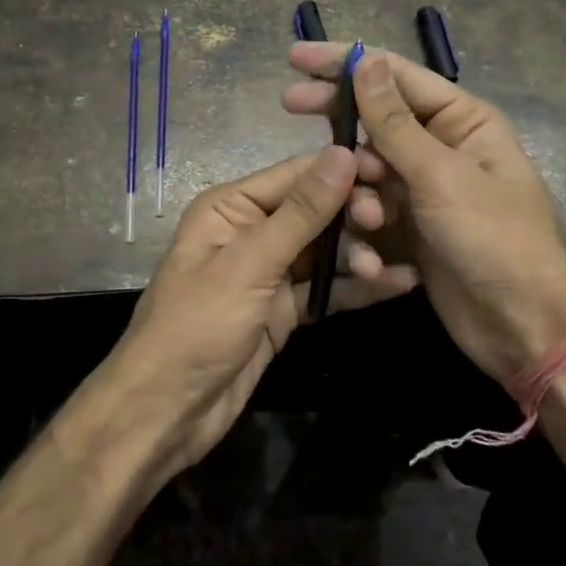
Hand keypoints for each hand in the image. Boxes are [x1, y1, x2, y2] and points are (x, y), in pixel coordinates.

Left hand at [97, 147, 418, 481]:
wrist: (168, 411)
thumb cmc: (197, 326)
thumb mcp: (249, 264)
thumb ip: (300, 212)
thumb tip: (342, 154)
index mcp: (230, 207)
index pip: (295, 174)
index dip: (342, 169)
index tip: (389, 171)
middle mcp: (251, 231)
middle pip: (315, 210)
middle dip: (352, 214)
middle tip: (384, 223)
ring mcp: (269, 273)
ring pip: (325, 250)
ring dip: (358, 254)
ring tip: (382, 270)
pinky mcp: (283, 310)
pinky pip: (327, 289)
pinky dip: (357, 287)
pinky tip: (398, 284)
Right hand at [284, 43, 565, 380]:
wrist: (523, 325)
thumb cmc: (495, 238)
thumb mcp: (441, 176)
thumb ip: (395, 123)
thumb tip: (365, 61)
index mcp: (462, 120)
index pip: (396, 75)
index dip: (346, 62)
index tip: (297, 57)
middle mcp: (442, 146)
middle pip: (377, 117)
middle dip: (337, 115)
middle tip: (288, 104)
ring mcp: (424, 187)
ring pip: (369, 166)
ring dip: (357, 185)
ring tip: (366, 216)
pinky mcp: (411, 224)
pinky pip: (373, 205)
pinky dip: (364, 218)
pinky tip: (365, 242)